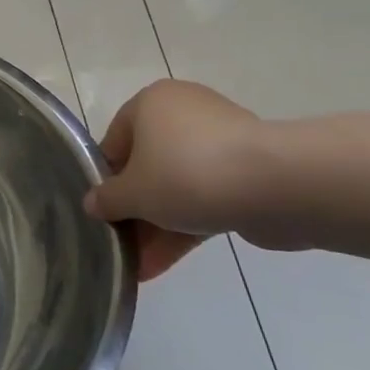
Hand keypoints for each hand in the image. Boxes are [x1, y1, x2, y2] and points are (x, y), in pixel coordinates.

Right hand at [84, 80, 263, 279]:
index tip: (102, 213)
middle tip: (121, 244)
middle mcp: (184, 114)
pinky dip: (186, 226)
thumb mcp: (131, 193)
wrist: (276, 187)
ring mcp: (220, 143)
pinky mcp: (248, 172)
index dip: (104, 181)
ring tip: (140, 266)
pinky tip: (162, 264)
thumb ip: (106, 200)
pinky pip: (205, 198)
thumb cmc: (185, 174)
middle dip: (134, 211)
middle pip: (147, 167)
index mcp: (150, 103)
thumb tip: (93, 205)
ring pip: (177, 187)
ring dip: (157, 226)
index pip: (114, 143)